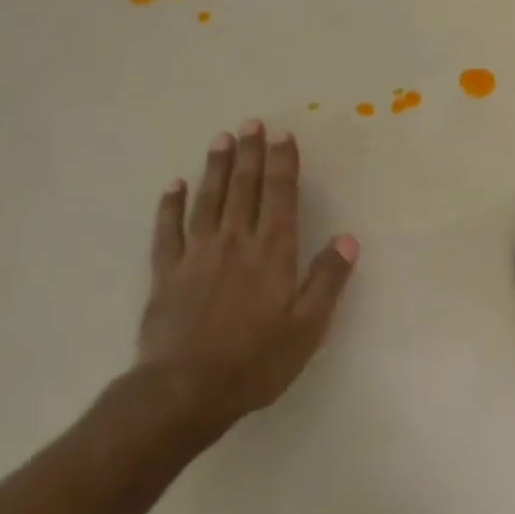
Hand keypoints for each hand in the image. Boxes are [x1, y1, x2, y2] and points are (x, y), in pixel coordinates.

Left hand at [134, 121, 358, 440]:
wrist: (186, 390)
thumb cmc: (255, 361)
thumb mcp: (307, 328)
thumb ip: (327, 280)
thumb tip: (347, 238)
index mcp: (272, 253)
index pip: (280, 196)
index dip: (283, 164)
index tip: (283, 136)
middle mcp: (235, 242)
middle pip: (244, 188)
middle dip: (250, 153)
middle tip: (251, 124)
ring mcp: (196, 254)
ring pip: (208, 199)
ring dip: (216, 167)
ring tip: (221, 139)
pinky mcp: (166, 272)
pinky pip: (167, 229)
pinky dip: (170, 205)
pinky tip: (174, 185)